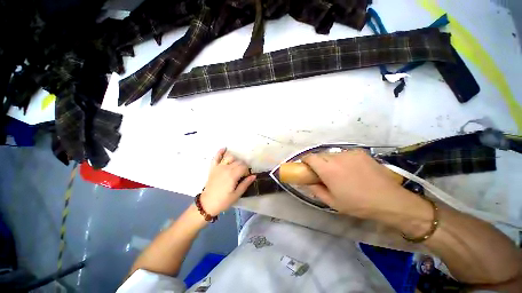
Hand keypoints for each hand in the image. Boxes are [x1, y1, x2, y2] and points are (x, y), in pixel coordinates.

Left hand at [199, 148, 255, 215]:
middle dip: (243, 166)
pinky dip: (220, 152)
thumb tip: (254, 176)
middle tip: (242, 174)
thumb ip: (245, 183)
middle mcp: (226, 168)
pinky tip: (224, 148)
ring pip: (229, 157)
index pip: (244, 167)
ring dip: (235, 159)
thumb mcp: (237, 194)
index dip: (247, 171)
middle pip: (238, 161)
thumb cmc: (223, 201)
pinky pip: (216, 157)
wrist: (207, 204)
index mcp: (232, 175)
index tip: (246, 177)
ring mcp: (218, 167)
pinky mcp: (213, 168)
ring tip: (236, 165)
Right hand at [302, 149, 421, 219]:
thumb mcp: (332, 202)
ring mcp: (350, 153)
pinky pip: (344, 154)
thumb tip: (308, 182)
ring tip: (340, 173)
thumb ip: (316, 190)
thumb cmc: (357, 204)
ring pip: (332, 154)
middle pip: (320, 155)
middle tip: (324, 174)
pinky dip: (342, 160)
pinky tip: (352, 170)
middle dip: (318, 163)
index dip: (305, 161)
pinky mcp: (360, 152)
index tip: (306, 167)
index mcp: (328, 169)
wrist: (389, 200)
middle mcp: (337, 157)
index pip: (310, 157)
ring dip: (330, 161)